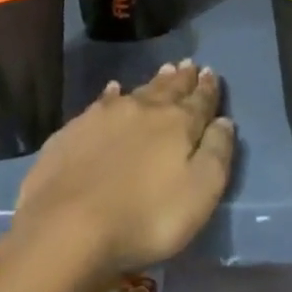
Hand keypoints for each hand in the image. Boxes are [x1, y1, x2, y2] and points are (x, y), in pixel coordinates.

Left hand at [5, 61, 234, 290]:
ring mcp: (105, 116)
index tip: (211, 72)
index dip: (208, 88)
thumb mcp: (199, 194)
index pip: (199, 100)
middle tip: (188, 64)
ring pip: (137, 91)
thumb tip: (224, 121)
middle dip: (181, 78)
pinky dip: (112, 94)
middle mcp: (144, 110)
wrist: (67, 227)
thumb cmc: (144, 217)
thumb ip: (217, 154)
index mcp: (177, 124)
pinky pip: (101, 102)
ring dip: (153, 82)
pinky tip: (112, 90)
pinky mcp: (74, 130)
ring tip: (163, 71)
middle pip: (168, 89)